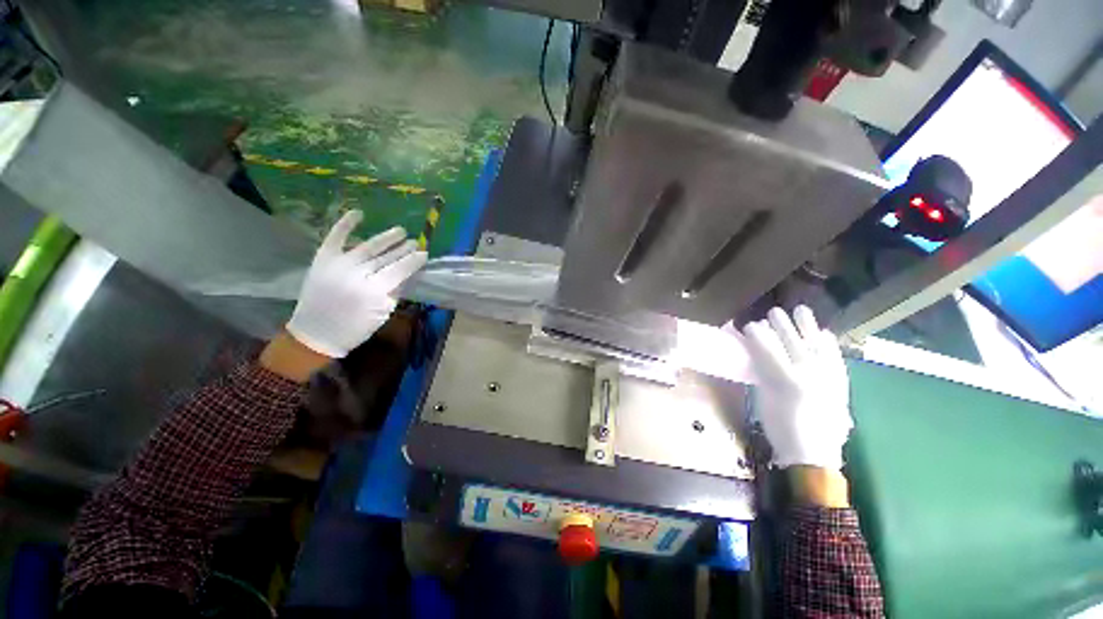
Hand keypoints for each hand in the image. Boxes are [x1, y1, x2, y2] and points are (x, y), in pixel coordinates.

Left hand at [286, 211, 427, 358]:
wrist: (316, 333)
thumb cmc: (356, 328)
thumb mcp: (383, 313)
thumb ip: (395, 290)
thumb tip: (408, 273)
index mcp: (374, 290)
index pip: (400, 269)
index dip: (414, 261)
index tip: (424, 254)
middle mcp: (357, 273)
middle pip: (386, 257)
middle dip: (403, 249)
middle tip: (414, 242)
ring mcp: (338, 264)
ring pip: (368, 246)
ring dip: (386, 237)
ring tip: (400, 230)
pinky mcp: (323, 259)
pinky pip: (335, 237)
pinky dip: (345, 224)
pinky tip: (358, 213)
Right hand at [741, 306, 851, 471]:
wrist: (814, 454)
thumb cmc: (780, 428)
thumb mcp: (763, 399)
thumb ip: (762, 373)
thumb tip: (756, 353)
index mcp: (784, 378)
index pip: (767, 347)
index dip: (757, 333)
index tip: (750, 326)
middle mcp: (808, 372)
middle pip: (791, 340)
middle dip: (780, 324)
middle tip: (771, 312)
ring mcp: (828, 375)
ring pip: (816, 343)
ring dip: (806, 325)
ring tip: (800, 310)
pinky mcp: (840, 382)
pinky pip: (835, 355)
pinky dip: (828, 343)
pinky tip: (823, 333)